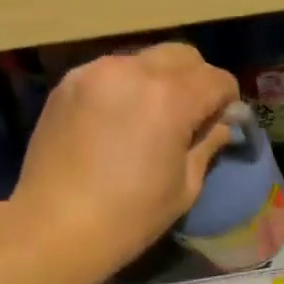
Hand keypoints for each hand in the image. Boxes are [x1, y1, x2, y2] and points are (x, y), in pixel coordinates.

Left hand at [13, 43, 238, 279]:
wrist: (54, 227)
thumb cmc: (129, 217)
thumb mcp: (184, 187)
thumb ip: (207, 145)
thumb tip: (222, 124)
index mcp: (170, 99)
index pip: (216, 79)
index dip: (228, 100)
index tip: (224, 121)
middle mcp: (134, 71)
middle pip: (182, 56)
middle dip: (197, 81)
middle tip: (193, 116)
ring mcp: (95, 72)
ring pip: (144, 59)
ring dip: (160, 81)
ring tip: (152, 118)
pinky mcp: (68, 83)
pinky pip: (111, 72)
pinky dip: (125, 88)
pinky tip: (119, 121)